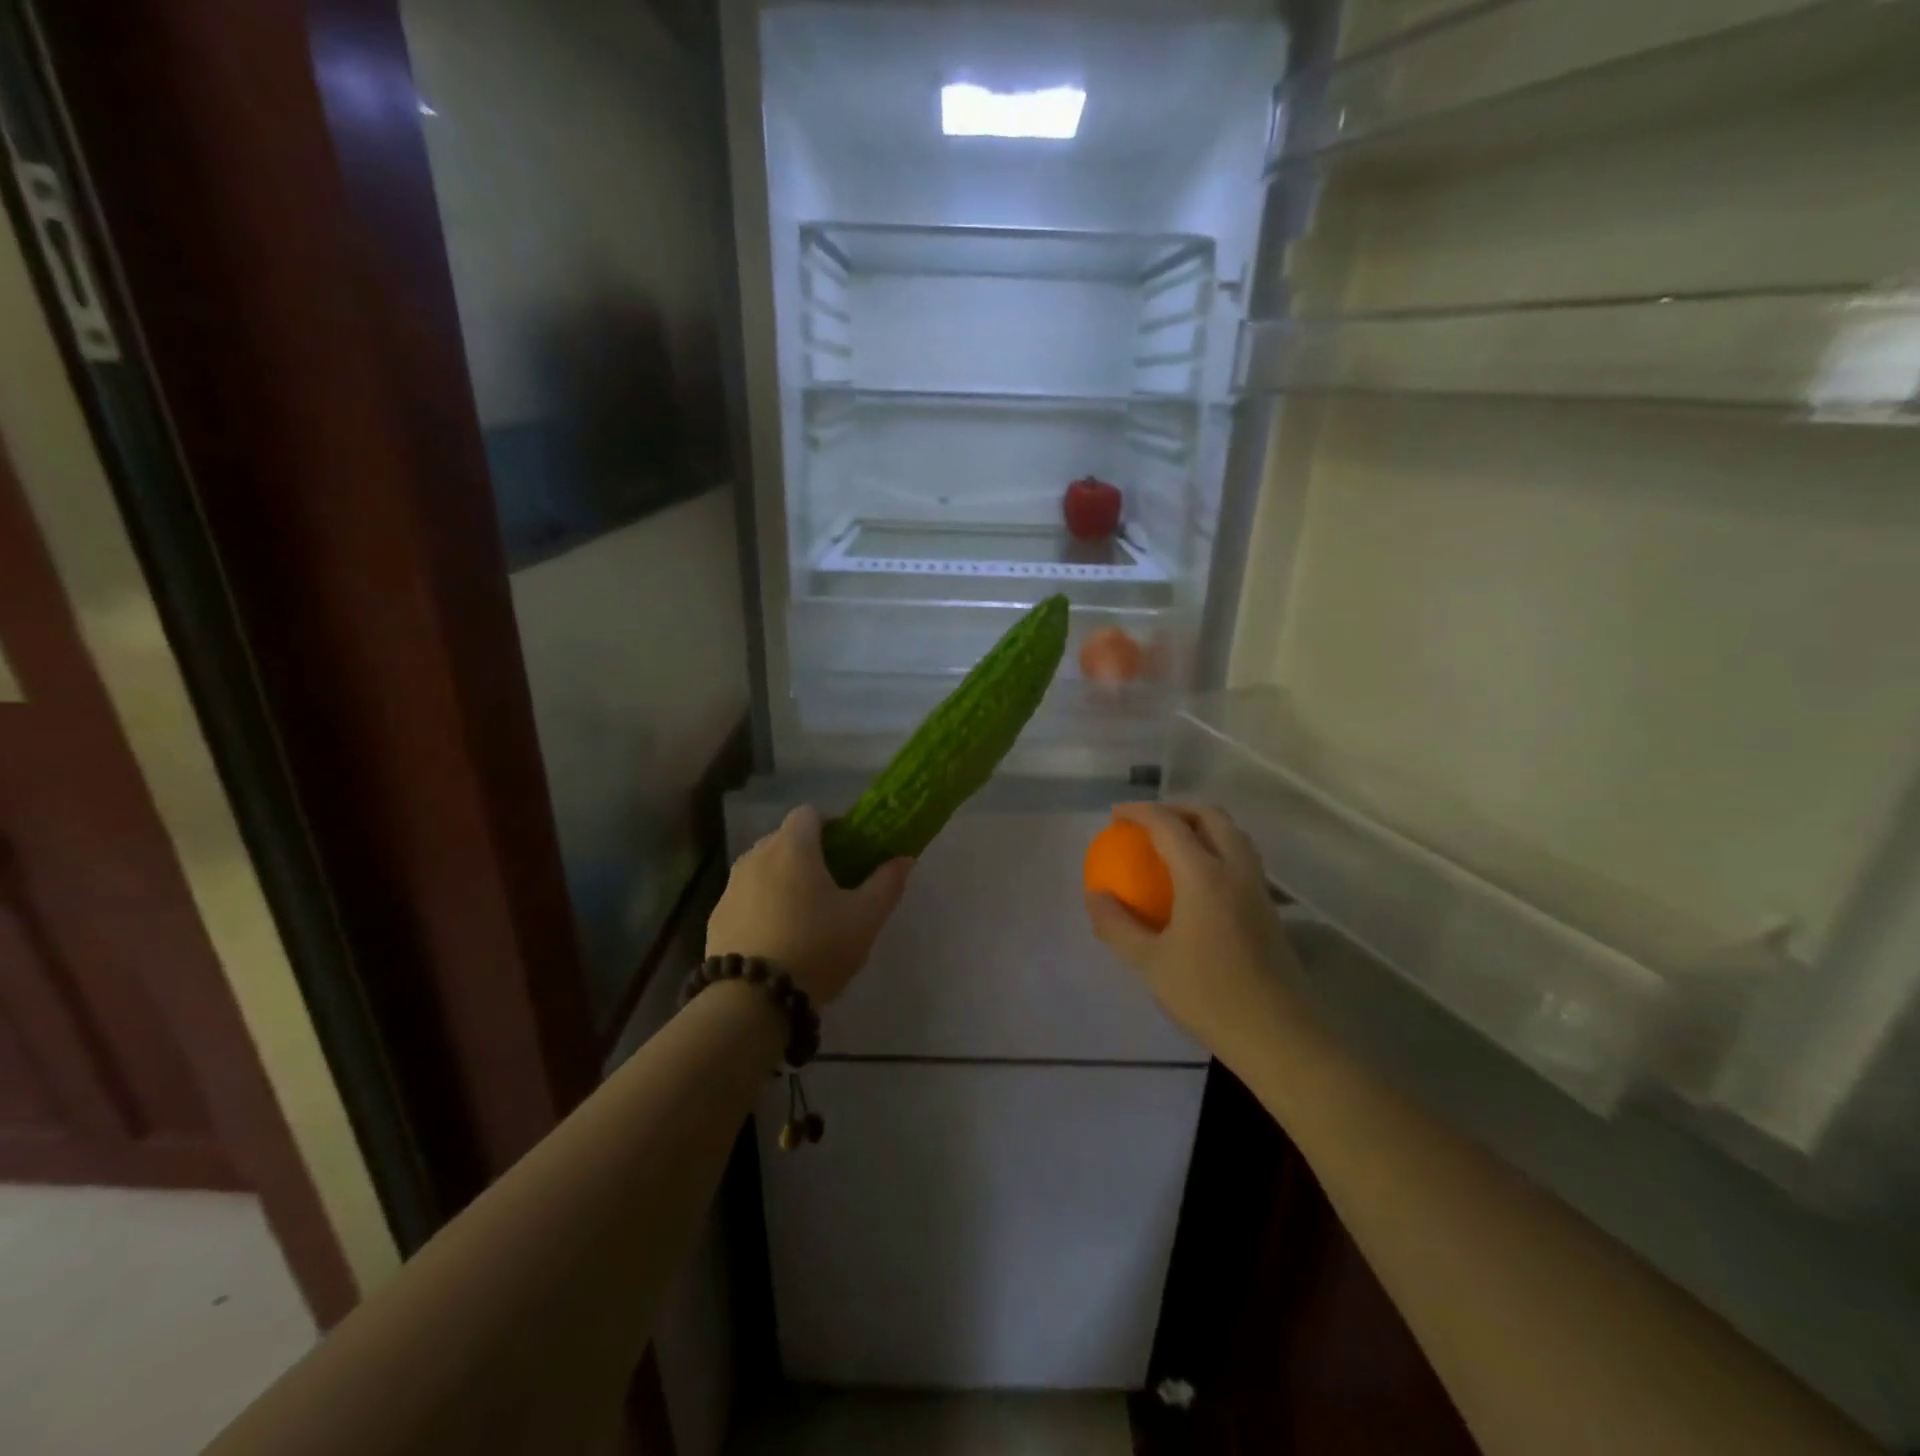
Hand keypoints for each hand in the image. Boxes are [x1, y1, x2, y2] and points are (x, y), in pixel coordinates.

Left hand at [706, 806, 912, 1004]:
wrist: (752, 1001)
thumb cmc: (817, 948)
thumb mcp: (865, 918)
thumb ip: (887, 883)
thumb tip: (904, 858)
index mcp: (793, 847)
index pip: (809, 813)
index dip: (832, 826)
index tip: (849, 851)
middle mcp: (756, 856)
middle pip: (785, 839)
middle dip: (808, 854)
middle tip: (833, 885)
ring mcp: (731, 887)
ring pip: (763, 868)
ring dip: (782, 880)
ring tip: (803, 914)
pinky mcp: (716, 917)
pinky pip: (745, 897)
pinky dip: (761, 905)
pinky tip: (776, 938)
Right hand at [1085, 802, 1303, 1053]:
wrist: (1279, 1036)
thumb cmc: (1209, 996)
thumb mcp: (1149, 963)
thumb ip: (1116, 925)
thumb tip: (1095, 895)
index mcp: (1205, 876)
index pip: (1169, 825)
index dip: (1140, 812)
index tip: (1115, 815)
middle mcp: (1236, 870)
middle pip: (1210, 816)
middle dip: (1176, 808)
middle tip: (1146, 823)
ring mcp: (1258, 887)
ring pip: (1233, 833)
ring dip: (1201, 825)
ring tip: (1172, 842)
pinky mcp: (1269, 907)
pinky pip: (1242, 857)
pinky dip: (1216, 847)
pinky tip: (1198, 878)